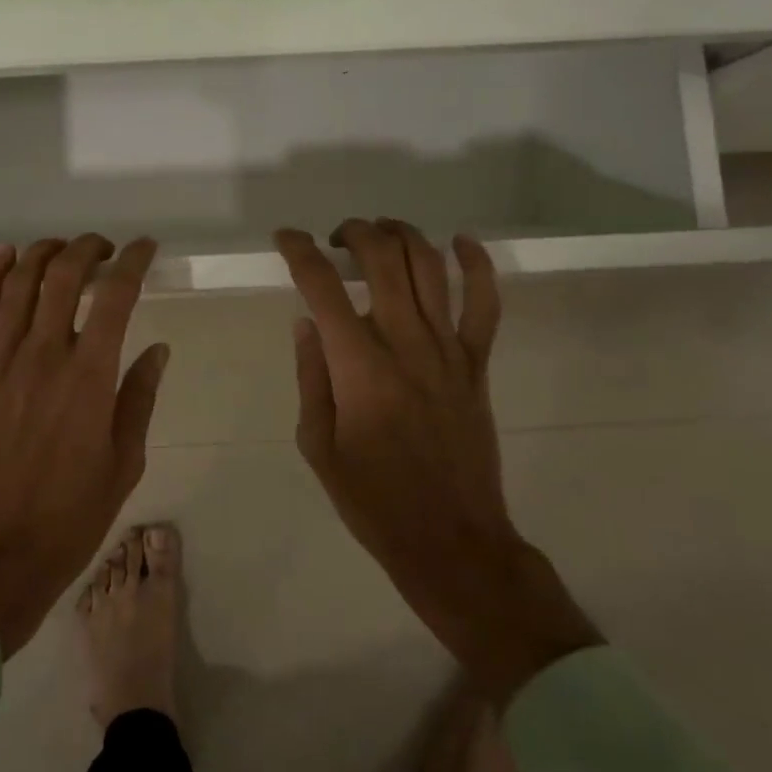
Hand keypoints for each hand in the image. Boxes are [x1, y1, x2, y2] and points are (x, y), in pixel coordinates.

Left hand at [0, 236, 168, 657]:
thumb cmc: (69, 518)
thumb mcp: (123, 463)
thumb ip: (139, 398)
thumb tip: (157, 349)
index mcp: (89, 378)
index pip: (115, 297)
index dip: (132, 261)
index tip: (144, 248)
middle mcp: (44, 356)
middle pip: (62, 276)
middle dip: (88, 248)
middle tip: (105, 249)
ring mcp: (1, 363)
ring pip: (19, 284)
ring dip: (43, 253)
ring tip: (63, 249)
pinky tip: (4, 256)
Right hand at [276, 220, 601, 703]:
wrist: (450, 539)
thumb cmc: (373, 499)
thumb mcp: (318, 444)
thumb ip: (311, 376)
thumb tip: (307, 322)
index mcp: (358, 367)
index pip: (322, 287)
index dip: (299, 251)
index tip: (286, 237)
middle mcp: (405, 344)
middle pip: (383, 259)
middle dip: (355, 232)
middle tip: (335, 239)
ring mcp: (448, 351)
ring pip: (430, 267)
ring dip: (402, 235)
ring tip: (380, 233)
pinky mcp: (477, 364)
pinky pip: (485, 303)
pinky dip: (476, 265)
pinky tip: (461, 242)